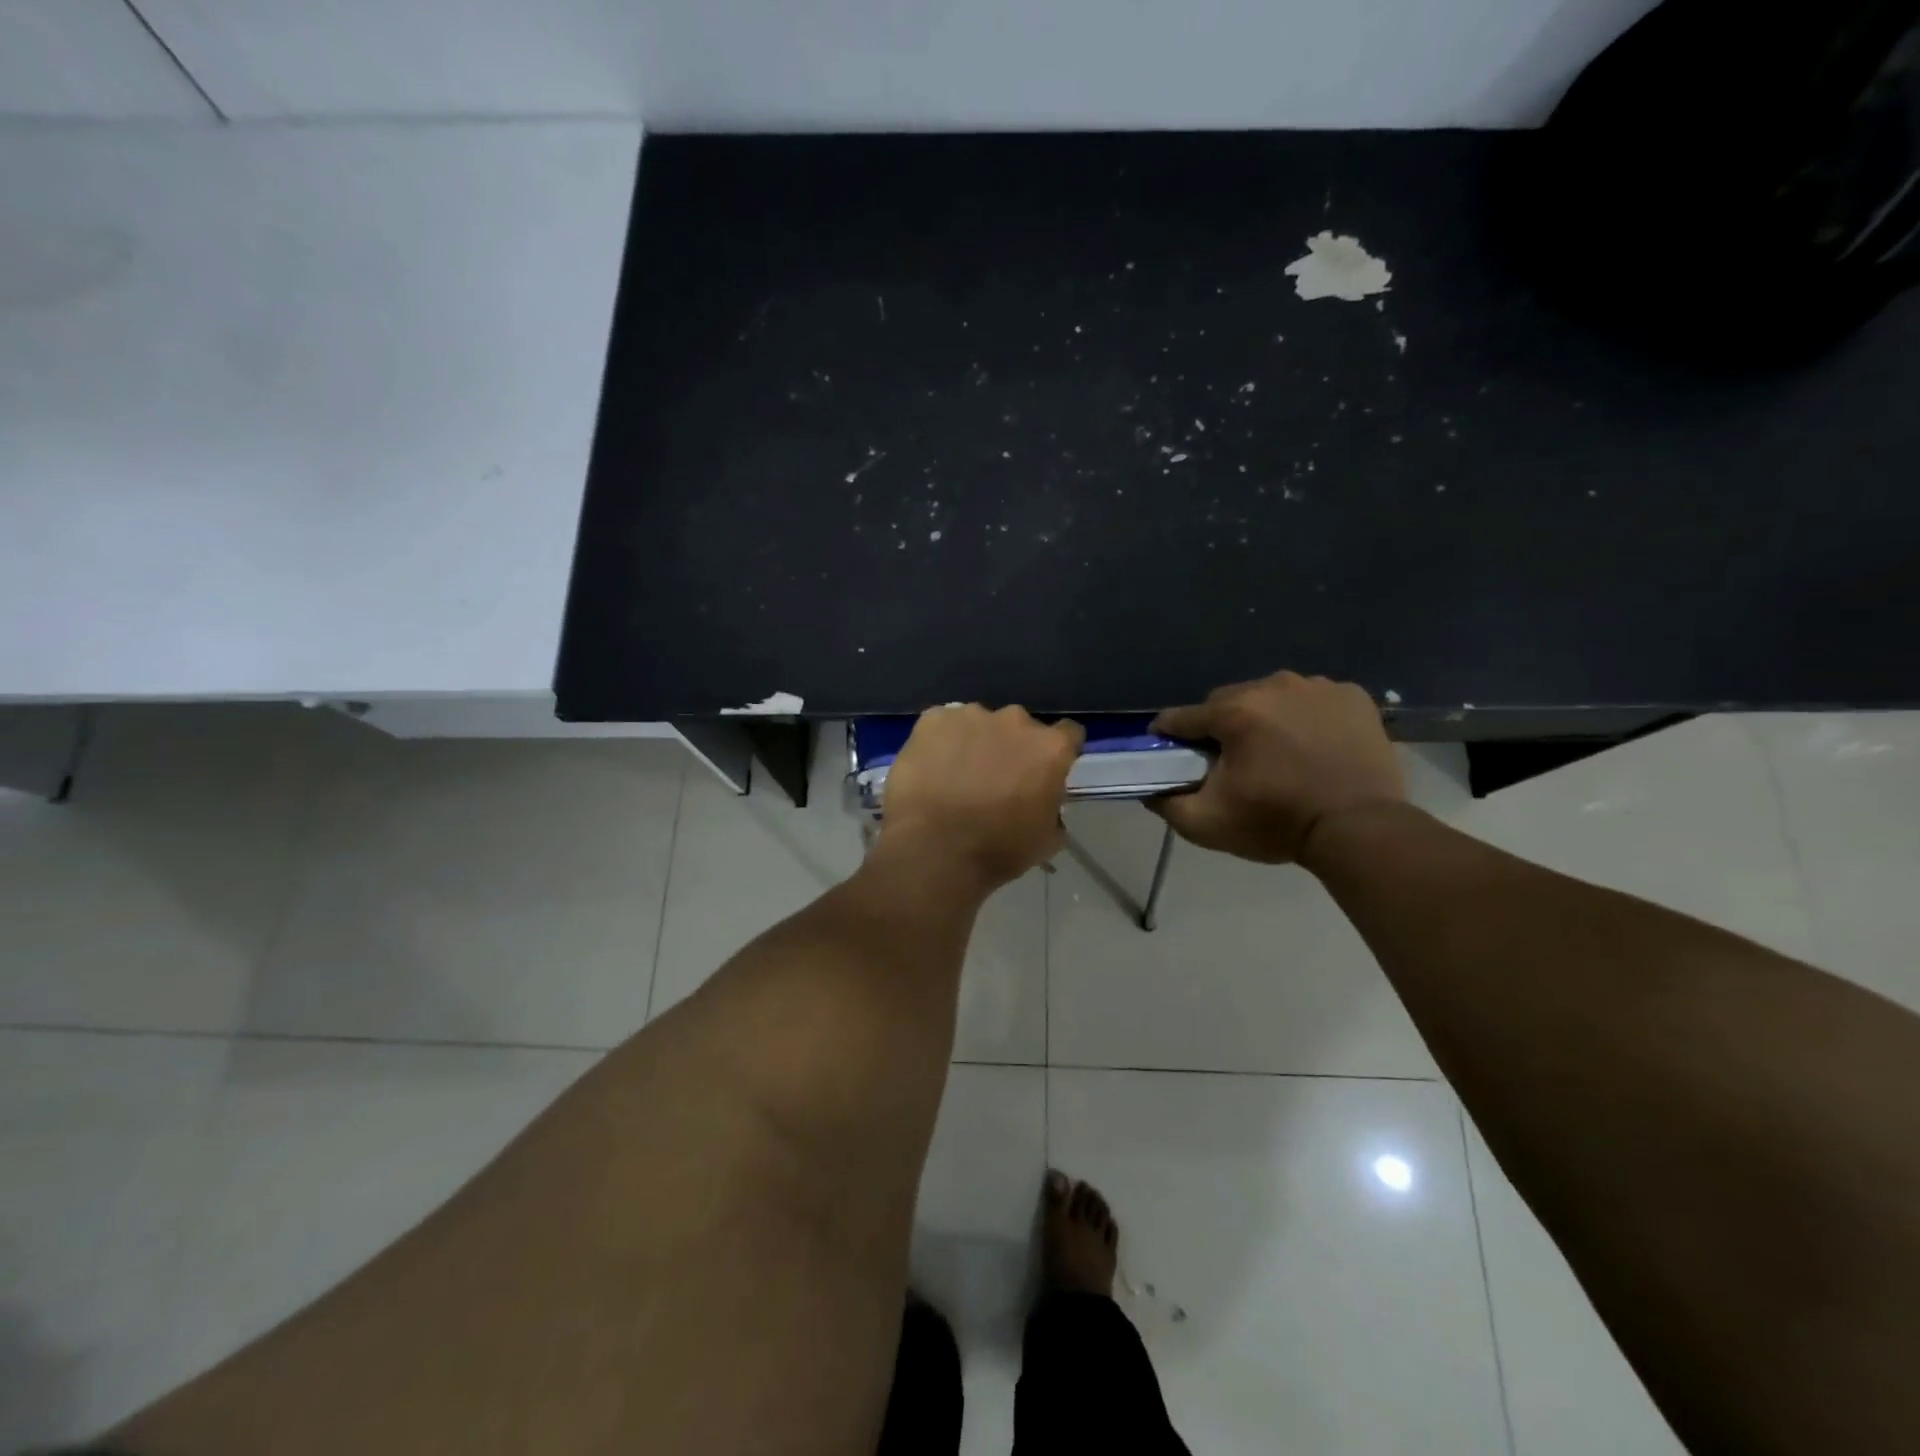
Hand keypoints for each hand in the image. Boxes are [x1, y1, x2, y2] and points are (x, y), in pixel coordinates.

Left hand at [879, 705, 1084, 891]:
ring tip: (955, 776)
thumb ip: (1052, 810)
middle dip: (1012, 748)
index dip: (1056, 753)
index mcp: (1049, 748)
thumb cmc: (996, 850)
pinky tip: (930, 769)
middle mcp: (1015, 720)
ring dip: (975, 743)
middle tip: (995, 779)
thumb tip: (1044, 803)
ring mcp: (971, 715)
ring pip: (979, 724)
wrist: (932, 849)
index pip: (1068, 734)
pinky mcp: (932, 719)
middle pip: (1020, 727)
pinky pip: (942, 726)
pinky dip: (940, 742)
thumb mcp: (1045, 841)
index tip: (1043, 772)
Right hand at [1149, 672, 1404, 864]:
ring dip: (1264, 720)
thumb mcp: (1206, 824)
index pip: (1181, 717)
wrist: (1361, 829)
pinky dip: (1305, 717)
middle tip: (1232, 764)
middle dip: (1221, 728)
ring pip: (1270, 697)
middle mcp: (1272, 685)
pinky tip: (1312, 746)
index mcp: (1234, 711)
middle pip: (1226, 702)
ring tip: (1277, 756)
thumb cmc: (1278, 823)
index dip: (1170, 738)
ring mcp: (1317, 686)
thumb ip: (1165, 802)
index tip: (1172, 757)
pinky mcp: (1352, 695)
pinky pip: (1311, 700)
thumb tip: (1148, 787)